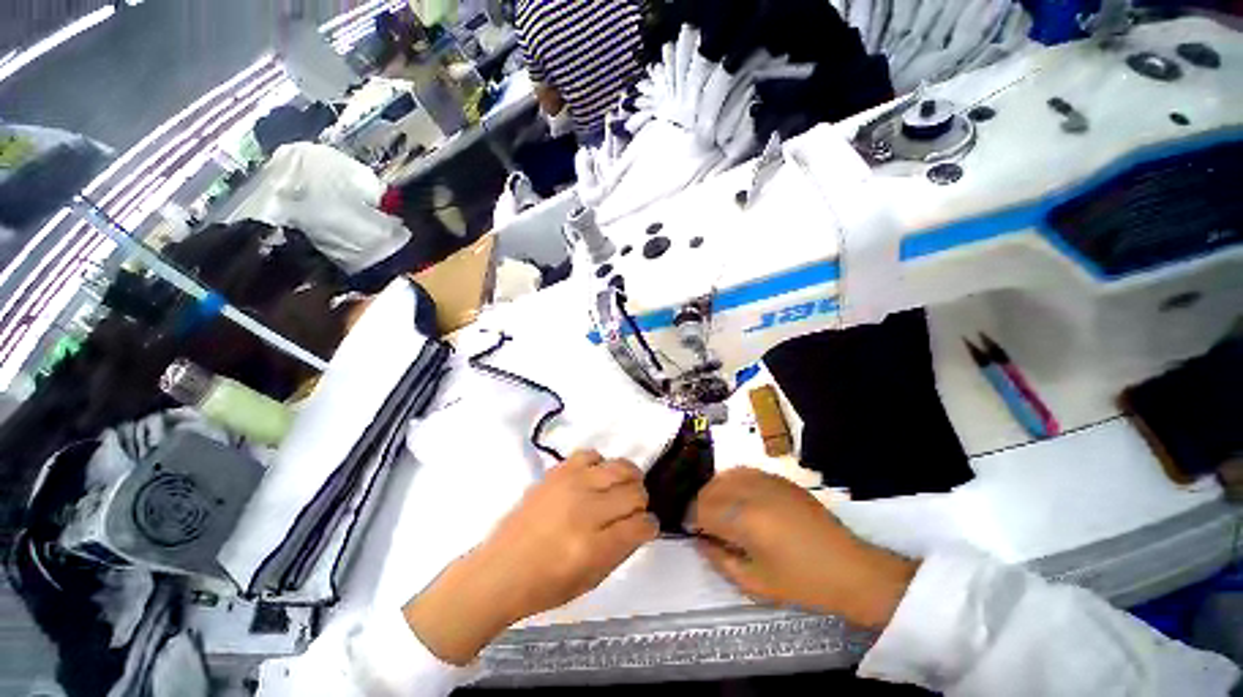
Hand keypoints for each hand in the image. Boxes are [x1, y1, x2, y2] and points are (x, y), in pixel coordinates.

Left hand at [404, 451, 658, 663]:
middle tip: (633, 509)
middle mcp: (585, 511)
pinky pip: (591, 454)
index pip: (641, 525)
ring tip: (622, 487)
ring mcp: (570, 486)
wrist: (500, 570)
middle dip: (641, 502)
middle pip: (634, 492)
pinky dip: (600, 464)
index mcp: (594, 547)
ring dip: (628, 478)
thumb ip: (622, 549)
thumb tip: (641, 524)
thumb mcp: (592, 579)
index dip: (650, 526)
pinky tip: (596, 477)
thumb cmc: (546, 585)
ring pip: (620, 467)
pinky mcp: (557, 472)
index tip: (647, 527)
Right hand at [690, 468, 916, 629]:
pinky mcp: (778, 478)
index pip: (700, 510)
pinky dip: (731, 482)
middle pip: (709, 489)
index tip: (689, 531)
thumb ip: (719, 559)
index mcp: (743, 519)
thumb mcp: (755, 583)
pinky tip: (736, 497)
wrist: (850, 568)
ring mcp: (765, 480)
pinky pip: (742, 472)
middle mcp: (750, 491)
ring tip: (718, 511)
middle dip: (699, 505)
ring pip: (723, 476)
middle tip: (702, 525)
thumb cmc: (802, 583)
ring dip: (713, 492)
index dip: (689, 520)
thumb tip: (699, 540)